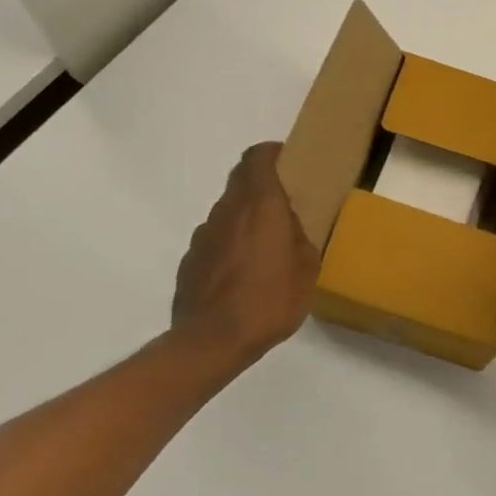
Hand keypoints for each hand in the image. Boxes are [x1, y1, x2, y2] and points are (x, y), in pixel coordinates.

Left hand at [172, 142, 320, 371]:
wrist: (212, 342)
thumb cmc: (269, 299)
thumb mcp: (307, 268)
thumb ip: (300, 237)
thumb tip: (289, 227)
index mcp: (260, 204)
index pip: (257, 157)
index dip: (271, 153)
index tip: (286, 160)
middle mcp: (227, 211)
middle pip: (240, 180)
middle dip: (259, 184)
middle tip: (281, 204)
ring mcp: (203, 236)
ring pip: (226, 212)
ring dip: (243, 218)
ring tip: (262, 247)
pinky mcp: (189, 262)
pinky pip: (213, 242)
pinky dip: (227, 246)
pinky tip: (239, 275)